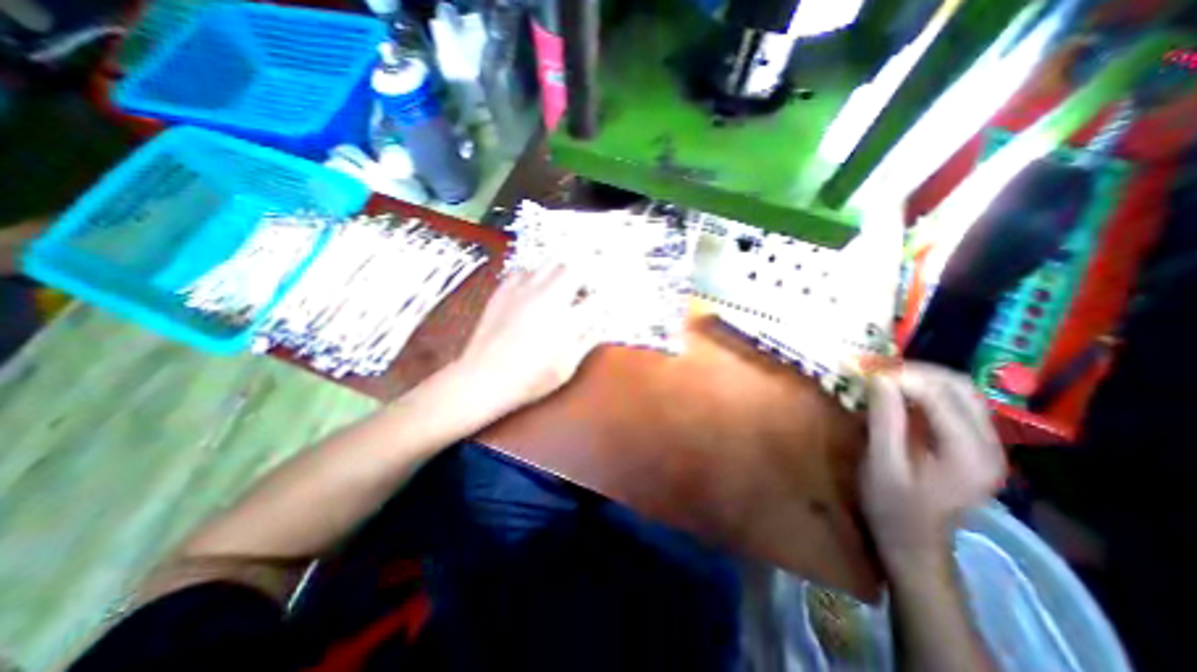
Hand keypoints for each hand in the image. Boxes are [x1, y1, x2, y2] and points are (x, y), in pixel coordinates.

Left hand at [453, 264, 608, 419]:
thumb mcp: (566, 367)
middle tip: (581, 291)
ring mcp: (523, 292)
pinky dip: (533, 277)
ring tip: (558, 289)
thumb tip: (599, 326)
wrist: (483, 378)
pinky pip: (523, 271)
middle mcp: (547, 298)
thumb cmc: (529, 379)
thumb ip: (586, 342)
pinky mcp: (503, 291)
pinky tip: (532, 291)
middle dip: (582, 277)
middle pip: (572, 269)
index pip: (595, 299)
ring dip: (559, 274)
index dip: (601, 299)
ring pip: (548, 265)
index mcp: (567, 320)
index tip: (600, 304)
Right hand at [865, 365, 1002, 568]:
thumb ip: (884, 419)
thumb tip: (879, 378)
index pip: (940, 396)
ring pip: (961, 391)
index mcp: (968, 454)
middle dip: (915, 370)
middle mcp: (989, 445)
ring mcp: (987, 445)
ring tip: (886, 375)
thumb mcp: (881, 463)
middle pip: (960, 387)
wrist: (914, 542)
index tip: (866, 369)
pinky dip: (927, 389)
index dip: (902, 376)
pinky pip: (956, 403)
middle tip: (876, 368)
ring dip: (923, 377)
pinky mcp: (975, 445)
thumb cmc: (892, 506)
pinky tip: (901, 392)